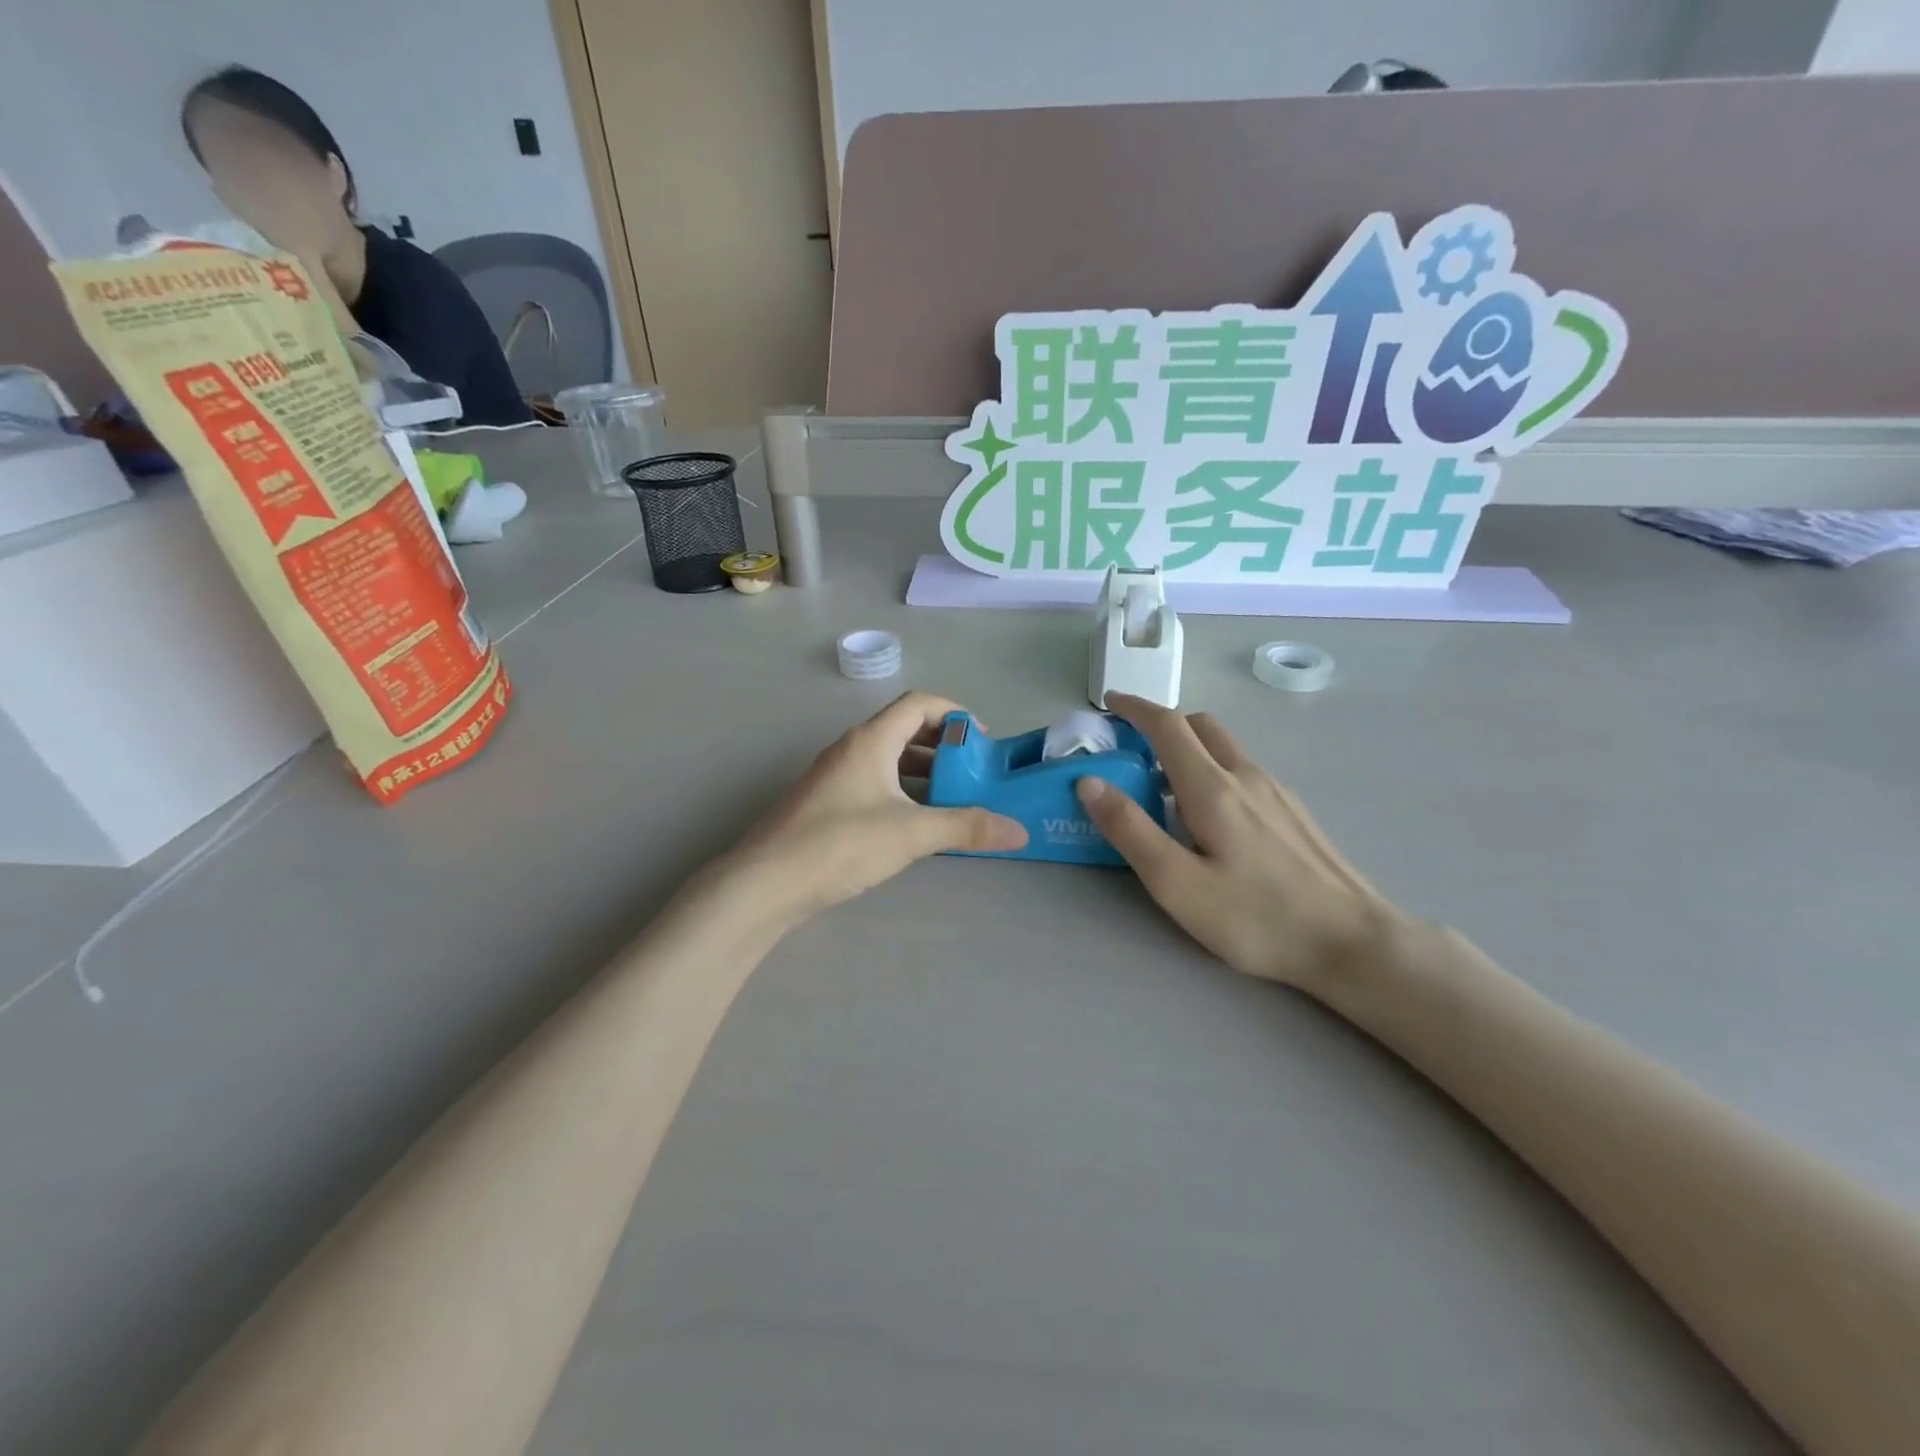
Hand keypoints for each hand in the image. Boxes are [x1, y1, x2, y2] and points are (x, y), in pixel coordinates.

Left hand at [720, 693, 1026, 925]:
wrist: (766, 882)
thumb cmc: (841, 843)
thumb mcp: (911, 833)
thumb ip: (966, 827)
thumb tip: (1019, 831)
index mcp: (871, 740)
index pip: (919, 704)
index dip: (955, 714)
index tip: (982, 742)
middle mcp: (851, 749)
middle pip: (904, 730)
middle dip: (944, 747)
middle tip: (974, 774)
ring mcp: (835, 777)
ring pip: (888, 761)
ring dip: (923, 773)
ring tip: (954, 800)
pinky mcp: (826, 804)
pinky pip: (874, 784)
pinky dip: (902, 793)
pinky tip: (916, 825)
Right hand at [1076, 695, 1410, 996]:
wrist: (1353, 943)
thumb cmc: (1256, 917)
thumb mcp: (1177, 882)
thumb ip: (1130, 829)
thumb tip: (1090, 781)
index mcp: (1212, 787)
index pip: (1167, 726)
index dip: (1135, 708)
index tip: (1110, 703)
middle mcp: (1247, 776)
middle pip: (1200, 726)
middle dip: (1162, 724)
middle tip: (1132, 748)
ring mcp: (1277, 792)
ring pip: (1225, 749)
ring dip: (1189, 749)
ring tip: (1164, 789)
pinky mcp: (1294, 812)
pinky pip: (1244, 772)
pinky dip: (1214, 771)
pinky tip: (1212, 818)